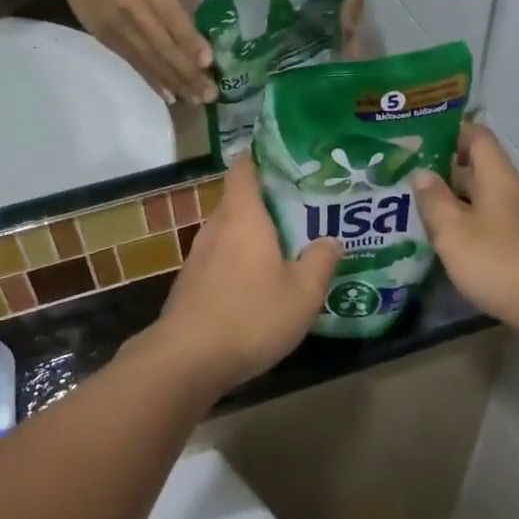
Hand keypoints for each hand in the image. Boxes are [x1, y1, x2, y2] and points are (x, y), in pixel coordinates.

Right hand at [49, 0, 215, 103]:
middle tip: (210, 94)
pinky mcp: (107, 39)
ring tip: (195, 99)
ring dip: (174, 82)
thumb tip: (211, 4)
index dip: (190, 42)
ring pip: (150, 60)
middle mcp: (135, 11)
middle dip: (188, 73)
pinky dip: (152, 80)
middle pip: (164, 47)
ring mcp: (119, 28)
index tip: (209, 62)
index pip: (173, 20)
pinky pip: (133, 63)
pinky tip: (168, 94)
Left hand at [143, 158, 341, 391]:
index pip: (244, 170)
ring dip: (252, 236)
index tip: (285, 160)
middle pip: (238, 201)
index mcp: (243, 217)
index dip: (260, 159)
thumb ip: (320, 262)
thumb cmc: (251, 315)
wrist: (188, 359)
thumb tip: (331, 240)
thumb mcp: (303, 293)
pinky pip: (219, 260)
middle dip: (266, 203)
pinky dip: (238, 262)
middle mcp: (216, 228)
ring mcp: (198, 257)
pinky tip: (257, 284)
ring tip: (284, 246)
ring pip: (228, 233)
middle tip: (300, 209)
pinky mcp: (190, 284)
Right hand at [412, 123, 518, 341]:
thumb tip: (422, 174)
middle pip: (479, 168)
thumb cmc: (501, 263)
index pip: (477, 136)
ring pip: (483, 199)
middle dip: (444, 172)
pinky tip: (448, 244)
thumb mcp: (454, 232)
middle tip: (406, 180)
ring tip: (418, 212)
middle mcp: (514, 192)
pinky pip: (492, 223)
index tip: (419, 141)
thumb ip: (434, 201)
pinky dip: (469, 225)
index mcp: (498, 178)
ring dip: (454, 202)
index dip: (450, 132)